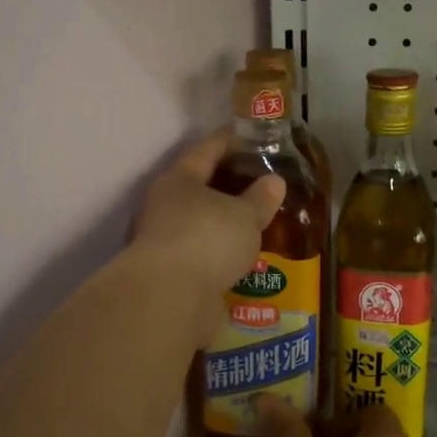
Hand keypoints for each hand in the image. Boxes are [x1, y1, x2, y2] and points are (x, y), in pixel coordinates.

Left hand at [132, 133, 284, 340]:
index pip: (207, 150)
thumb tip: (274, 181)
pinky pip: (201, 255)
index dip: (230, 141)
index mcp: (179, 180)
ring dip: (223, 224)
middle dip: (227, 186)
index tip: (250, 136)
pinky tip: (241, 259)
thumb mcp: (244, 215)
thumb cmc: (207, 240)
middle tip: (260, 184)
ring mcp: (163, 242)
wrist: (169, 300)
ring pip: (199, 224)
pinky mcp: (170, 274)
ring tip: (255, 224)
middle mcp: (164, 206)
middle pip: (199, 188)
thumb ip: (260, 198)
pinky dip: (219, 255)